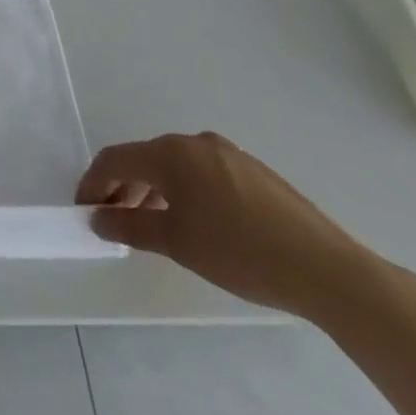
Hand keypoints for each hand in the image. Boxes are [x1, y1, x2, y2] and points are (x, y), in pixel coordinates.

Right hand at [78, 131, 377, 319]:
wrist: (331, 272)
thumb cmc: (242, 253)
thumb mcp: (177, 243)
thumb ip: (130, 227)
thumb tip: (99, 219)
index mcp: (171, 153)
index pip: (115, 160)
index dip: (93, 183)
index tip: (85, 211)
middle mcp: (196, 142)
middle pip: (144, 159)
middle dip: (123, 187)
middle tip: (114, 219)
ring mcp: (229, 154)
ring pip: (175, 166)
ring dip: (154, 190)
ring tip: (152, 224)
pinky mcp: (255, 172)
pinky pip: (203, 173)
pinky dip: (185, 191)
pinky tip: (195, 222)